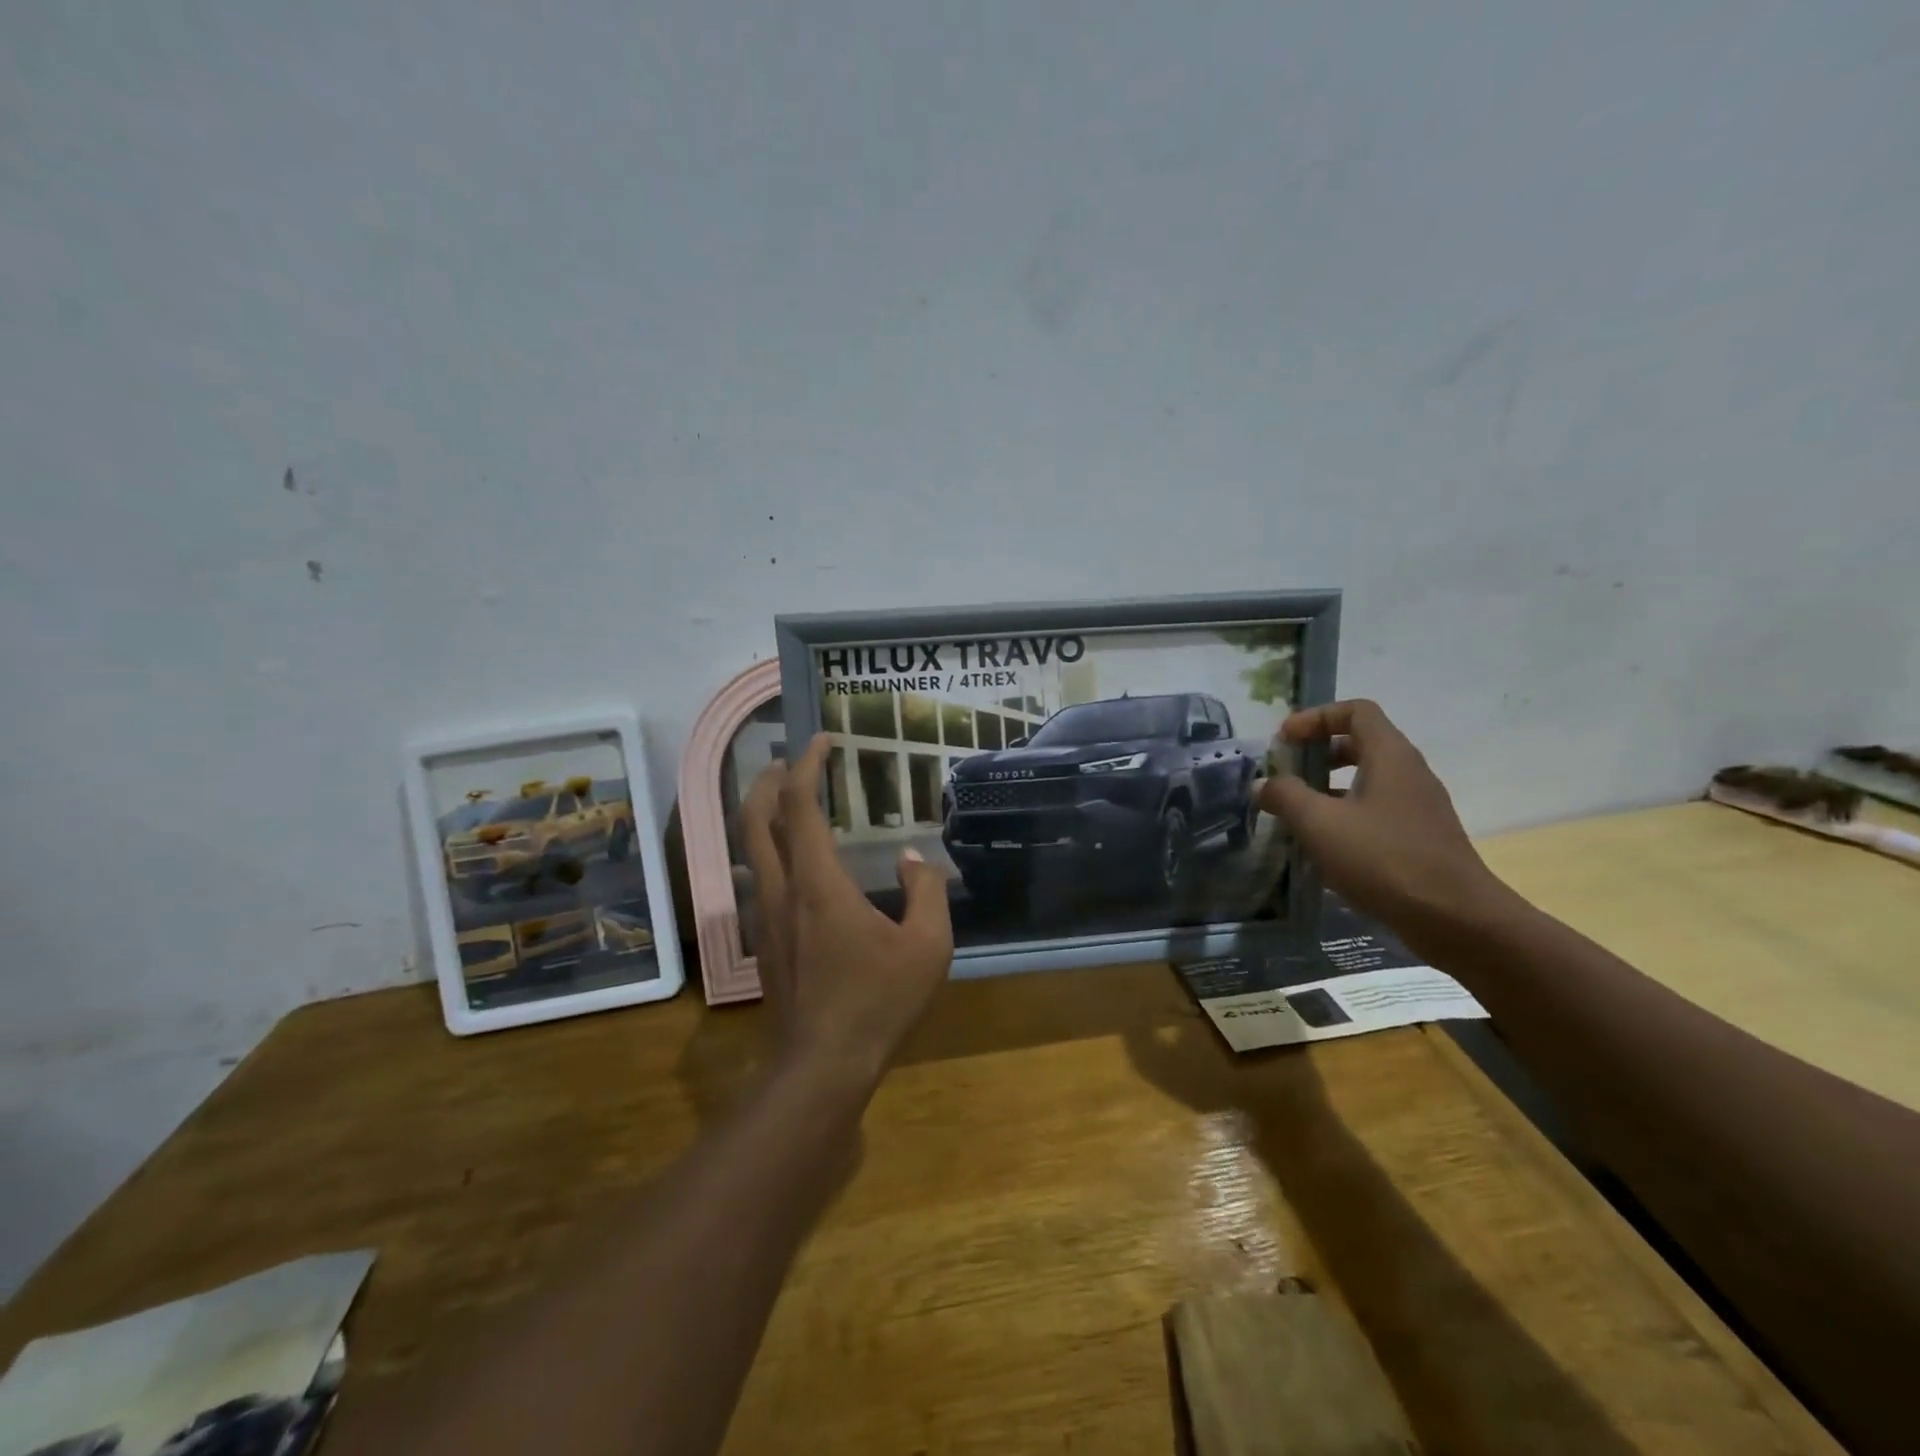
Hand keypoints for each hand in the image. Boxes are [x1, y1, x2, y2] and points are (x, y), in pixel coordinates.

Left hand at [739, 734, 954, 1090]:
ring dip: (762, 815)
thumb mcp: (927, 947)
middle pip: (754, 818)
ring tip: (789, 803)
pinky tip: (796, 863)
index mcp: (817, 883)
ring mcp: (765, 917)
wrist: (820, 1067)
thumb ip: (927, 894)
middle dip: (767, 780)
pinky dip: (769, 850)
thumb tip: (915, 860)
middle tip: (789, 761)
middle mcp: (781, 890)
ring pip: (749, 849)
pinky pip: (759, 878)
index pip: (798, 805)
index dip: (806, 765)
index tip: (821, 741)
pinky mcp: (764, 942)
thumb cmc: (877, 1002)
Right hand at [1259, 700, 1511, 935]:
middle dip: (1318, 752)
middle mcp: (1409, 772)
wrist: (1455, 919)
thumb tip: (1263, 784)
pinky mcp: (1420, 837)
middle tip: (1286, 773)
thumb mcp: (1320, 824)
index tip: (1284, 740)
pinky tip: (1325, 845)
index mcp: (1390, 756)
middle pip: (1361, 742)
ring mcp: (1418, 806)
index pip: (1355, 711)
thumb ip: (1286, 796)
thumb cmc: (1384, 859)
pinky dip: (1346, 814)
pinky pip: (1377, 810)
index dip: (1315, 717)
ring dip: (1329, 786)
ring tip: (1297, 811)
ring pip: (1369, 779)